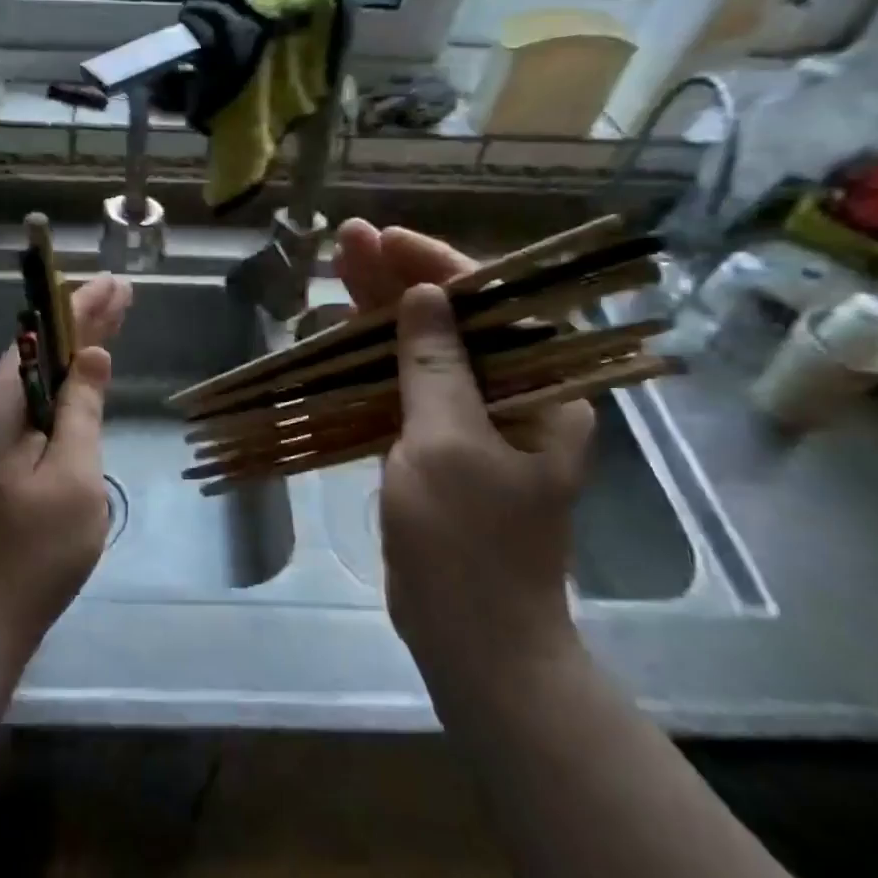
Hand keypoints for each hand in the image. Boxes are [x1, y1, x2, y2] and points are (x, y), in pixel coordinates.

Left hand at [0, 274, 133, 660]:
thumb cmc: (32, 553)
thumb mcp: (73, 478)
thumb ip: (81, 412)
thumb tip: (91, 356)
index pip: (42, 340)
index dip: (81, 309)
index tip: (114, 284)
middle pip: (37, 357)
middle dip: (80, 326)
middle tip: (120, 294)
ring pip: (34, 386)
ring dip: (71, 357)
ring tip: (108, 326)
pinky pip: (30, 415)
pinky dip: (61, 394)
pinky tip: (78, 387)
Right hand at [334, 221, 594, 706]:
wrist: (470, 637)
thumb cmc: (468, 542)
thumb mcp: (448, 445)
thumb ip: (434, 368)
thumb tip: (424, 298)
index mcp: (542, 392)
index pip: (492, 306)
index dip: (438, 267)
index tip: (388, 240)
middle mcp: (513, 398)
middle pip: (452, 322)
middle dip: (400, 281)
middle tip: (347, 240)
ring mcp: (470, 424)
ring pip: (421, 353)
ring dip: (380, 315)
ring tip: (335, 271)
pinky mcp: (435, 449)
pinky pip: (402, 390)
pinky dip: (372, 363)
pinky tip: (338, 336)